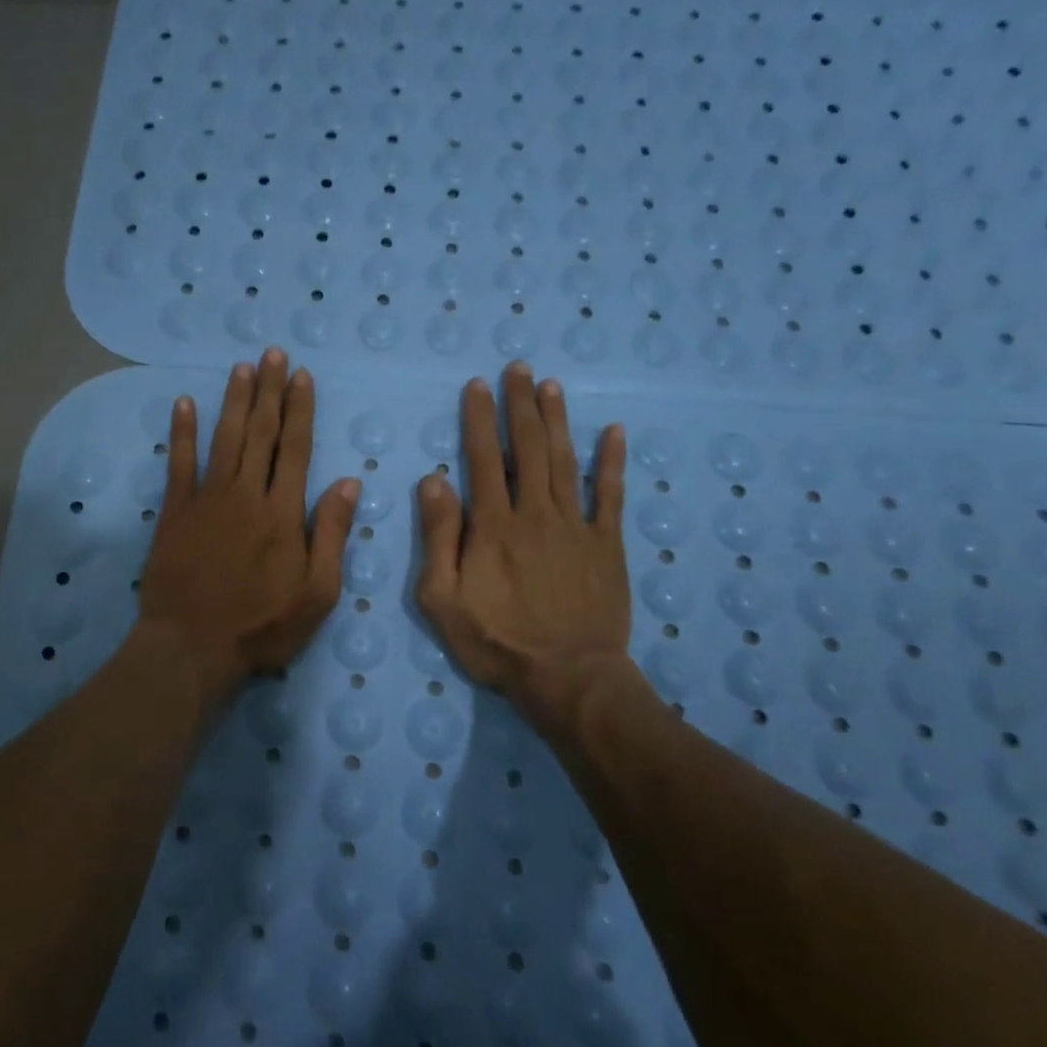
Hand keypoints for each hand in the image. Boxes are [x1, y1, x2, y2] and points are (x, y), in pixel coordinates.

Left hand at [137, 348, 360, 697]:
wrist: (192, 647)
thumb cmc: (262, 626)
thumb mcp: (317, 592)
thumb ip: (331, 533)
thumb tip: (348, 481)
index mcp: (283, 512)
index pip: (296, 448)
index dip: (299, 409)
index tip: (301, 376)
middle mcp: (246, 494)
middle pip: (261, 433)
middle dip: (268, 391)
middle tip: (272, 353)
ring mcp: (207, 500)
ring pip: (224, 439)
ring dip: (234, 401)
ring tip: (242, 367)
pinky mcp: (175, 512)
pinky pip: (179, 464)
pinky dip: (182, 432)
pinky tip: (185, 403)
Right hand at [416, 363, 643, 741]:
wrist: (568, 678)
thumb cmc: (497, 642)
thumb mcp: (442, 599)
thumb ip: (438, 538)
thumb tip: (433, 481)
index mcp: (493, 526)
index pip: (483, 459)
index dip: (480, 419)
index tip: (478, 385)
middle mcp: (535, 513)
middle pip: (527, 448)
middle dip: (521, 405)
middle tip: (519, 368)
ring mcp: (576, 526)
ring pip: (565, 461)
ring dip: (557, 421)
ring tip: (551, 385)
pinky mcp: (607, 545)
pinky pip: (612, 495)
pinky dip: (613, 462)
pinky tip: (614, 431)